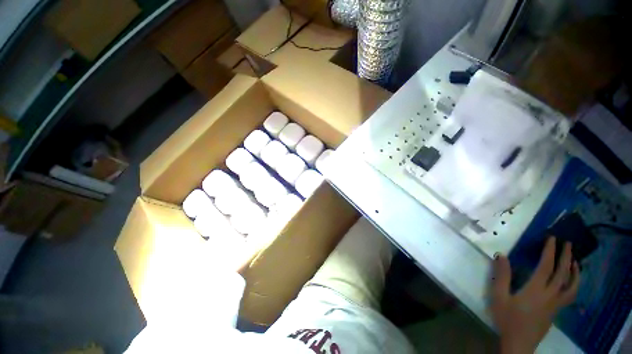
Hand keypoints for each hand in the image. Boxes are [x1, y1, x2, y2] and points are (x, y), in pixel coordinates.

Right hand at [490, 237, 580, 353]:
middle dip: (566, 256)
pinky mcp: (557, 310)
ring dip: (575, 271)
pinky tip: (570, 280)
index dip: (549, 251)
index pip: (546, 267)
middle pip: (563, 274)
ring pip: (571, 285)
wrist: (519, 343)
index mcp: (535, 290)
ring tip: (575, 260)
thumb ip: (501, 276)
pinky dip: (574, 283)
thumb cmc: (507, 318)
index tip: (551, 238)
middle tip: (568, 243)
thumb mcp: (498, 297)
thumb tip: (501, 255)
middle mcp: (550, 295)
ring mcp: (556, 304)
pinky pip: (570, 294)